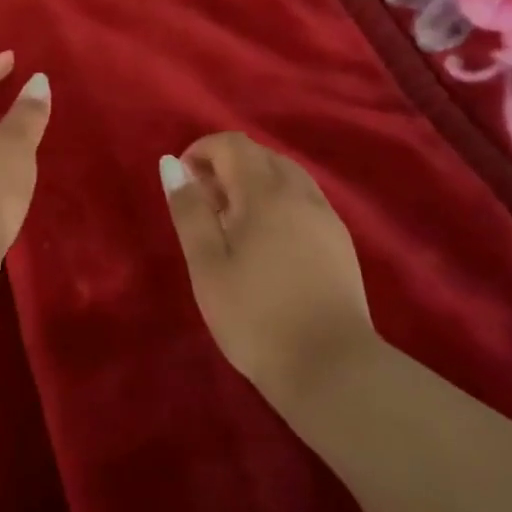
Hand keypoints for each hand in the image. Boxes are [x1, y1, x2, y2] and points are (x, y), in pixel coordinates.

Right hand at [161, 134, 374, 404]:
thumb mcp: (206, 264)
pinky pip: (304, 199)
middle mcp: (299, 192)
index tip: (183, 183)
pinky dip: (278, 202)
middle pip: (260, 155)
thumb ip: (189, 209)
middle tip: (204, 207)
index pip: (232, 143)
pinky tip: (268, 242)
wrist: (332, 368)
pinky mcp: (340, 241)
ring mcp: (325, 216)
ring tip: (233, 224)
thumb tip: (171, 163)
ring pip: (286, 175)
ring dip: (254, 183)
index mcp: (264, 192)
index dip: (201, 151)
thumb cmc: (254, 316)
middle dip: (226, 166)